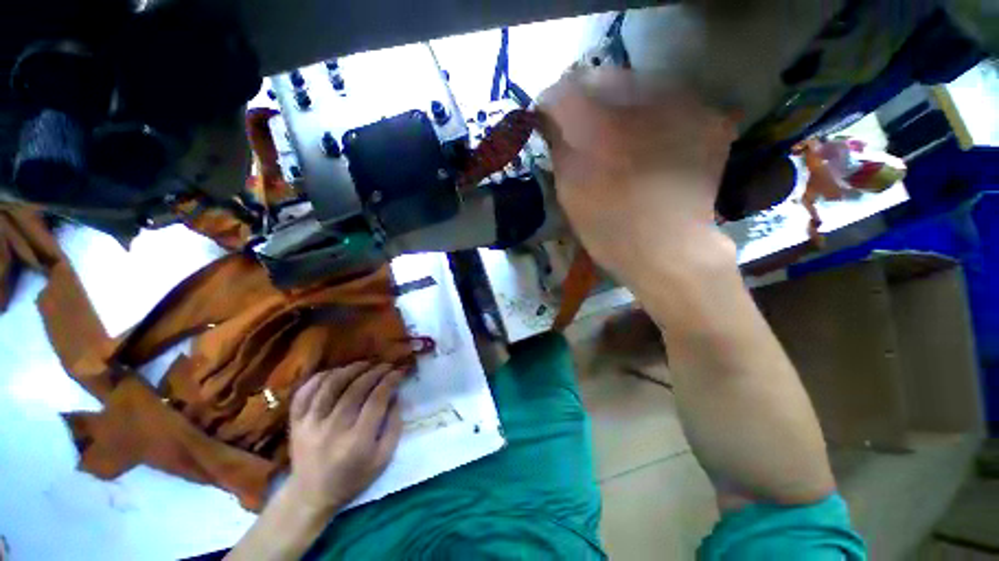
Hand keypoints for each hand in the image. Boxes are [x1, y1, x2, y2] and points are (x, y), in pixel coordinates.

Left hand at [284, 363, 404, 515]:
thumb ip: (394, 425)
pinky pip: (305, 392)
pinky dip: (320, 377)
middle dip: (375, 371)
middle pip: (356, 388)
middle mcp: (333, 429)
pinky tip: (335, 372)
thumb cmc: (353, 478)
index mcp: (357, 441)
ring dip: (351, 369)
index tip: (400, 371)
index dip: (390, 380)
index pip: (377, 399)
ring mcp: (310, 424)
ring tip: (365, 364)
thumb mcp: (383, 458)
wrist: (311, 495)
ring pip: (331, 385)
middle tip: (386, 365)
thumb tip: (396, 395)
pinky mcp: (295, 423)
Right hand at [537, 68, 738, 286]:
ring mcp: (683, 106)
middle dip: (587, 98)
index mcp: (600, 127)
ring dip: (622, 102)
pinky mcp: (709, 119)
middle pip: (605, 77)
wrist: (668, 250)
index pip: (565, 92)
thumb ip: (559, 149)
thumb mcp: (569, 193)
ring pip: (640, 83)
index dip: (551, 104)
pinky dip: (655, 114)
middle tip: (582, 124)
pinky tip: (650, 139)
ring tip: (617, 132)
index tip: (548, 118)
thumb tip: (552, 122)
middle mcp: (644, 102)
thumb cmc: (609, 229)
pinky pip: (671, 101)